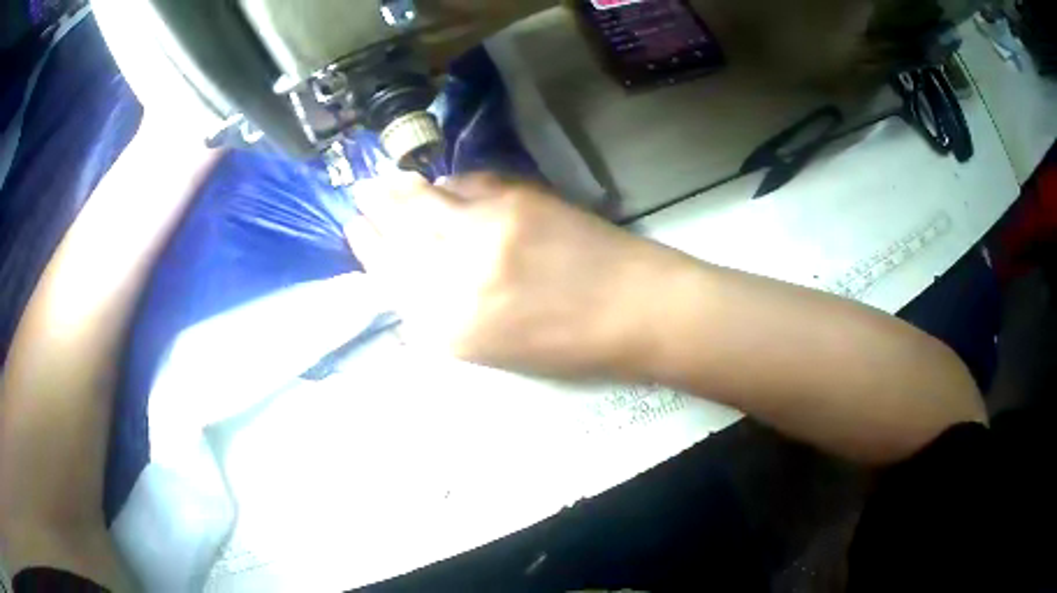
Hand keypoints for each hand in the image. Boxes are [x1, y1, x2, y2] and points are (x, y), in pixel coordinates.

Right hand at [346, 173, 684, 378]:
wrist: (636, 310)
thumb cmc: (571, 347)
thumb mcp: (495, 350)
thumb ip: (446, 313)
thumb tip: (413, 275)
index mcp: (450, 328)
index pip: (390, 277)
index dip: (369, 248)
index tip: (354, 228)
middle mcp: (457, 276)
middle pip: (400, 233)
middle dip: (375, 210)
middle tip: (361, 193)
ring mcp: (488, 231)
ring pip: (425, 202)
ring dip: (401, 189)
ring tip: (386, 181)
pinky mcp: (518, 199)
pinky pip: (467, 184)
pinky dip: (449, 183)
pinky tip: (442, 184)